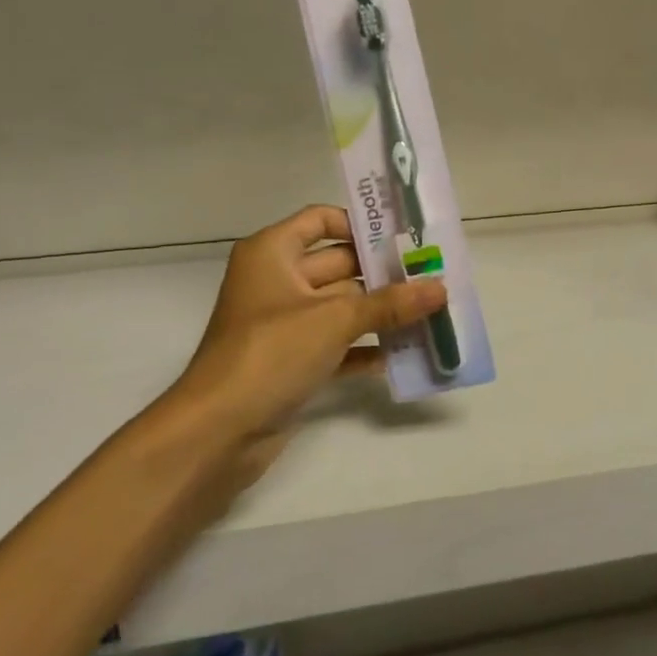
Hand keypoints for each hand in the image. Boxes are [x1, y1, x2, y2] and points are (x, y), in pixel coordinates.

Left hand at [161, 205, 446, 487]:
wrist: (216, 434)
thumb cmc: (270, 353)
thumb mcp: (334, 320)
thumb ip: (389, 303)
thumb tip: (440, 288)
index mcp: (273, 253)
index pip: (321, 221)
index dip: (360, 225)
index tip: (404, 237)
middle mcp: (277, 281)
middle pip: (338, 264)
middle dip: (383, 272)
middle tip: (433, 275)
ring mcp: (284, 324)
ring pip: (341, 306)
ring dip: (380, 312)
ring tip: (430, 312)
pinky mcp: (291, 361)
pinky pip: (336, 344)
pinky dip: (364, 347)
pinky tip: (403, 353)